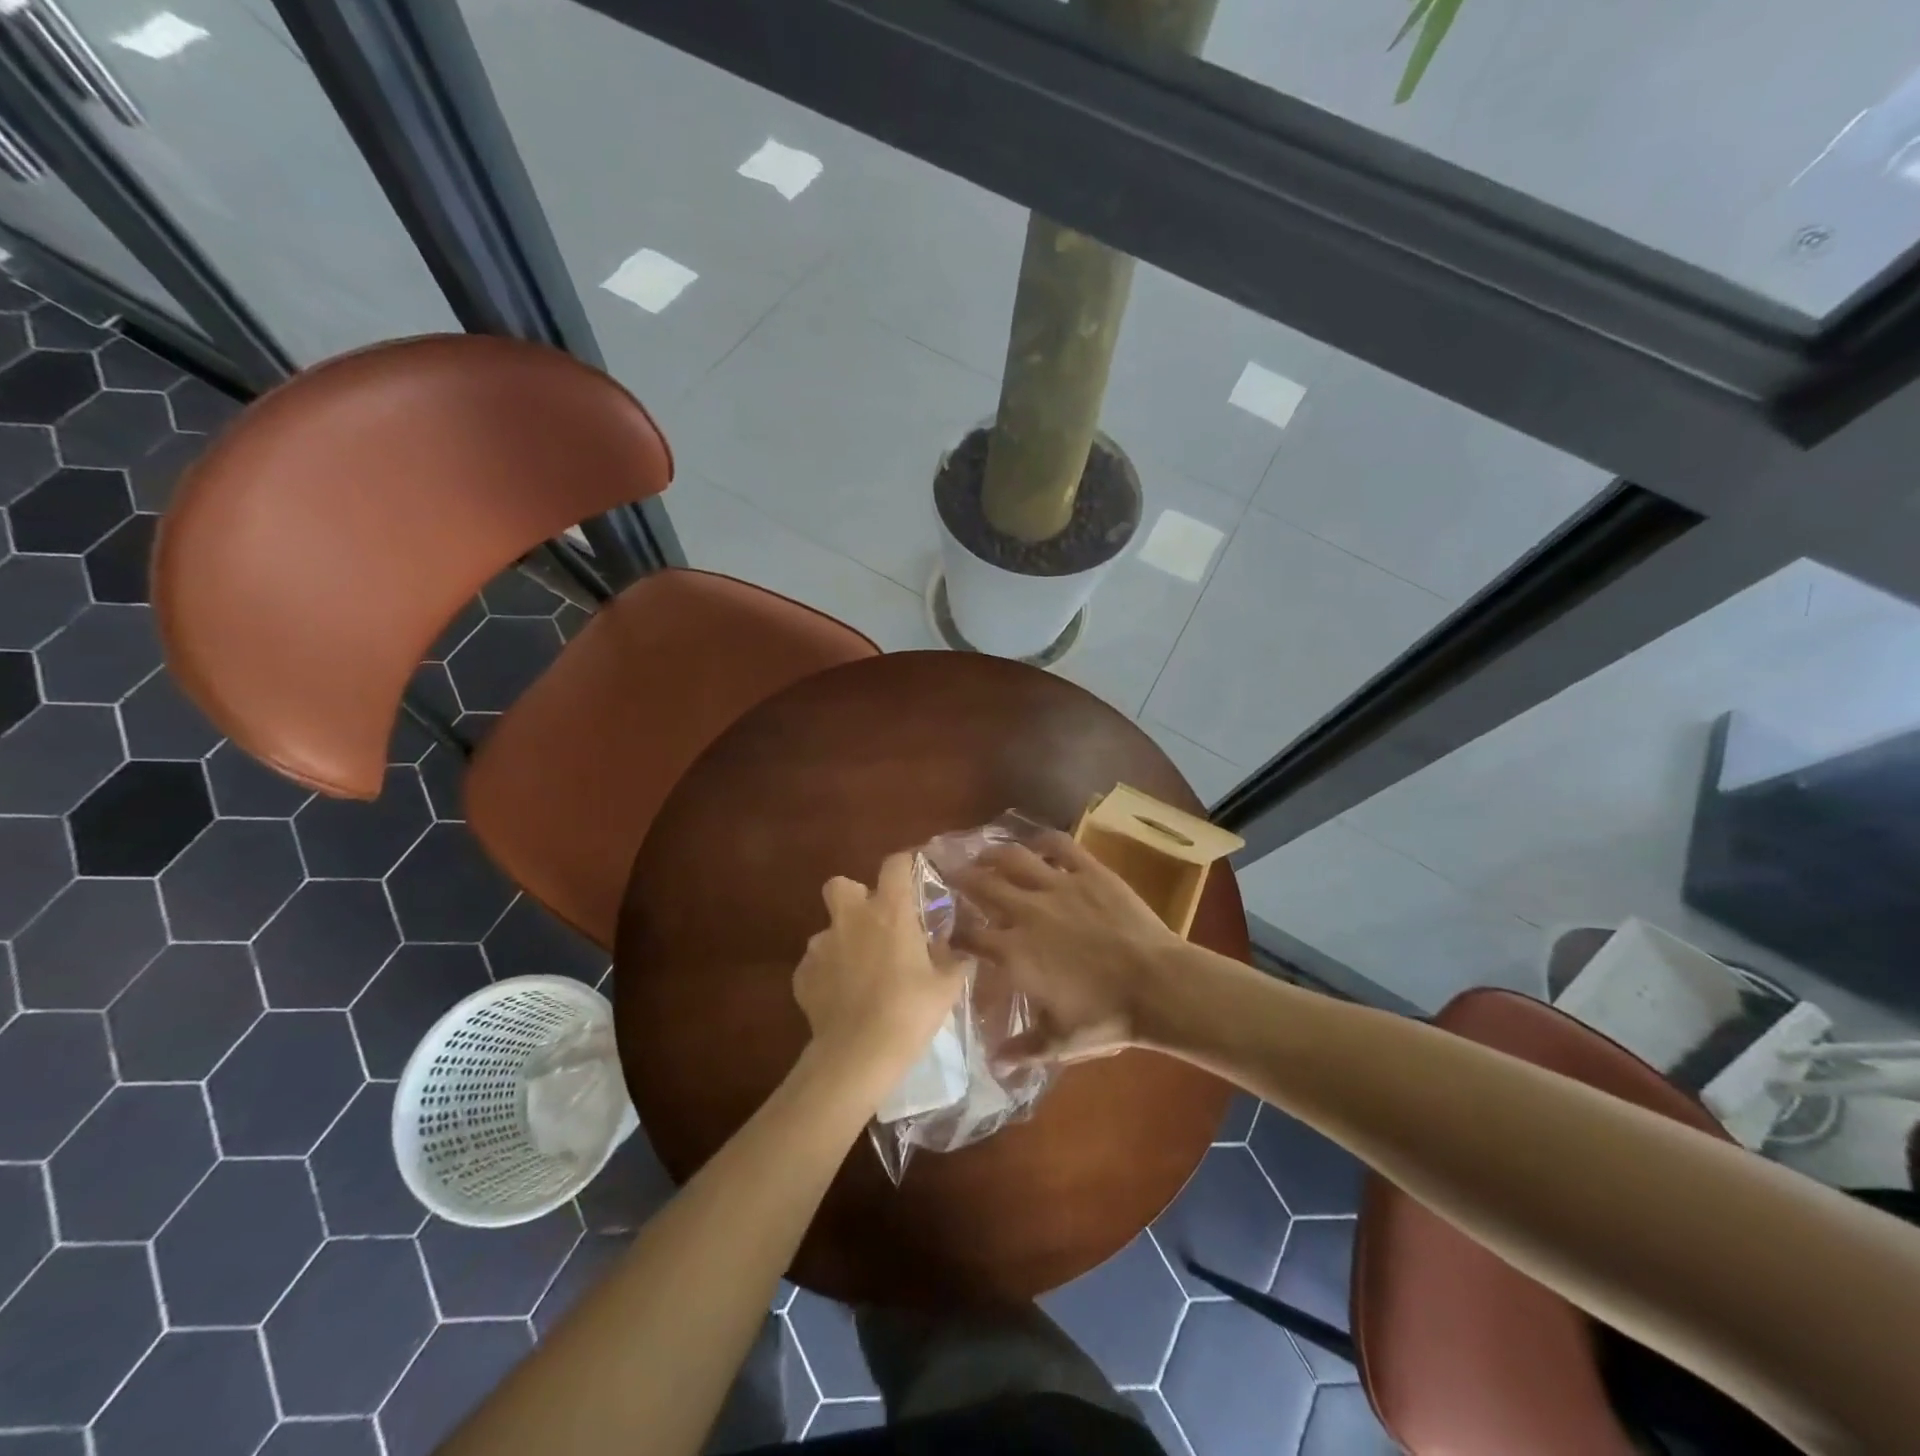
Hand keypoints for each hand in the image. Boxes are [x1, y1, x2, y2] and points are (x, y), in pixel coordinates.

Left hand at [792, 852, 966, 1088]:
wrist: (858, 1054)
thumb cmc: (910, 1012)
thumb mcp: (946, 987)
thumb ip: (955, 963)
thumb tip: (964, 954)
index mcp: (890, 911)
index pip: (894, 865)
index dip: (903, 866)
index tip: (911, 876)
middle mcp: (851, 918)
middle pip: (840, 884)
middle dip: (853, 896)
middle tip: (873, 922)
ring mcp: (821, 945)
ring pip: (827, 929)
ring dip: (842, 942)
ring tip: (858, 972)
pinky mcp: (802, 974)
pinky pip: (815, 964)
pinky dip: (826, 975)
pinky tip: (841, 999)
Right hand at [951, 829, 1185, 1065]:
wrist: (1157, 986)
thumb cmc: (1107, 1016)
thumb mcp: (1060, 1042)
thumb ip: (1023, 1049)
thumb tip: (995, 1060)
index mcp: (1014, 952)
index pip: (968, 935)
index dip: (953, 931)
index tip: (947, 929)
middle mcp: (1027, 912)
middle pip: (981, 885)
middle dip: (960, 878)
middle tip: (949, 872)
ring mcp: (1058, 886)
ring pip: (1013, 857)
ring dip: (992, 853)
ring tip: (984, 854)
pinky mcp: (1089, 871)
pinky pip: (1060, 845)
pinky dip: (1044, 840)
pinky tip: (1037, 843)